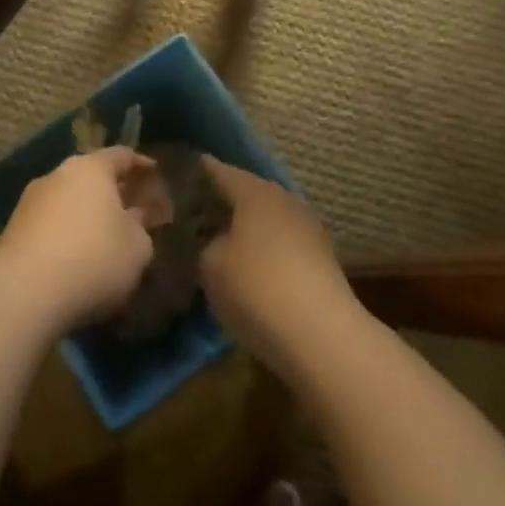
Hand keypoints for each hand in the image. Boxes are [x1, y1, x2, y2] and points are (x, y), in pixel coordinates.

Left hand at [0, 147, 166, 330]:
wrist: (25, 292)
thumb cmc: (94, 258)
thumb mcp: (137, 248)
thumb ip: (141, 227)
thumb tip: (133, 218)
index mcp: (91, 169)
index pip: (121, 155)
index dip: (141, 165)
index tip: (154, 173)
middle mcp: (57, 175)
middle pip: (91, 176)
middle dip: (112, 191)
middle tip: (132, 208)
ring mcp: (30, 201)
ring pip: (68, 200)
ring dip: (86, 213)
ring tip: (104, 236)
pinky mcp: (13, 229)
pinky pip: (50, 224)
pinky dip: (66, 233)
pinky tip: (77, 255)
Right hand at [199, 157, 356, 373]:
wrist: (321, 335)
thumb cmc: (256, 288)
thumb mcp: (210, 265)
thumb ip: (205, 244)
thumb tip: (213, 240)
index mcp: (255, 193)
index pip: (221, 171)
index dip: (201, 170)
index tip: (183, 170)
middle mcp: (285, 201)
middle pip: (250, 191)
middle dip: (226, 198)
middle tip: (198, 208)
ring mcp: (309, 229)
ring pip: (270, 217)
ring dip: (248, 224)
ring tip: (222, 237)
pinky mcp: (322, 259)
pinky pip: (283, 241)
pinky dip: (265, 246)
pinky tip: (250, 262)